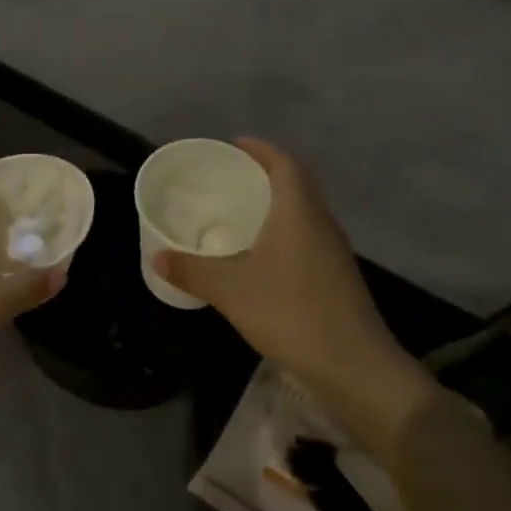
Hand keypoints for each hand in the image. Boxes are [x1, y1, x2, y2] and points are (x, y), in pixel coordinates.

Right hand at [152, 138, 438, 458]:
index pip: (285, 163)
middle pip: (297, 183)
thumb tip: (157, 257)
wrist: (353, 365)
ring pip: (304, 212)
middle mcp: (321, 223)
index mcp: (298, 211)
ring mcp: (333, 252)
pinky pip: (307, 238)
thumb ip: (191, 271)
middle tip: (231, 177)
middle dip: (266, 174)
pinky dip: (284, 233)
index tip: (235, 145)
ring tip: (241, 212)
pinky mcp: (337, 277)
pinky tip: (262, 255)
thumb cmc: (290, 312)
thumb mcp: (230, 290)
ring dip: (277, 204)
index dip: (261, 149)